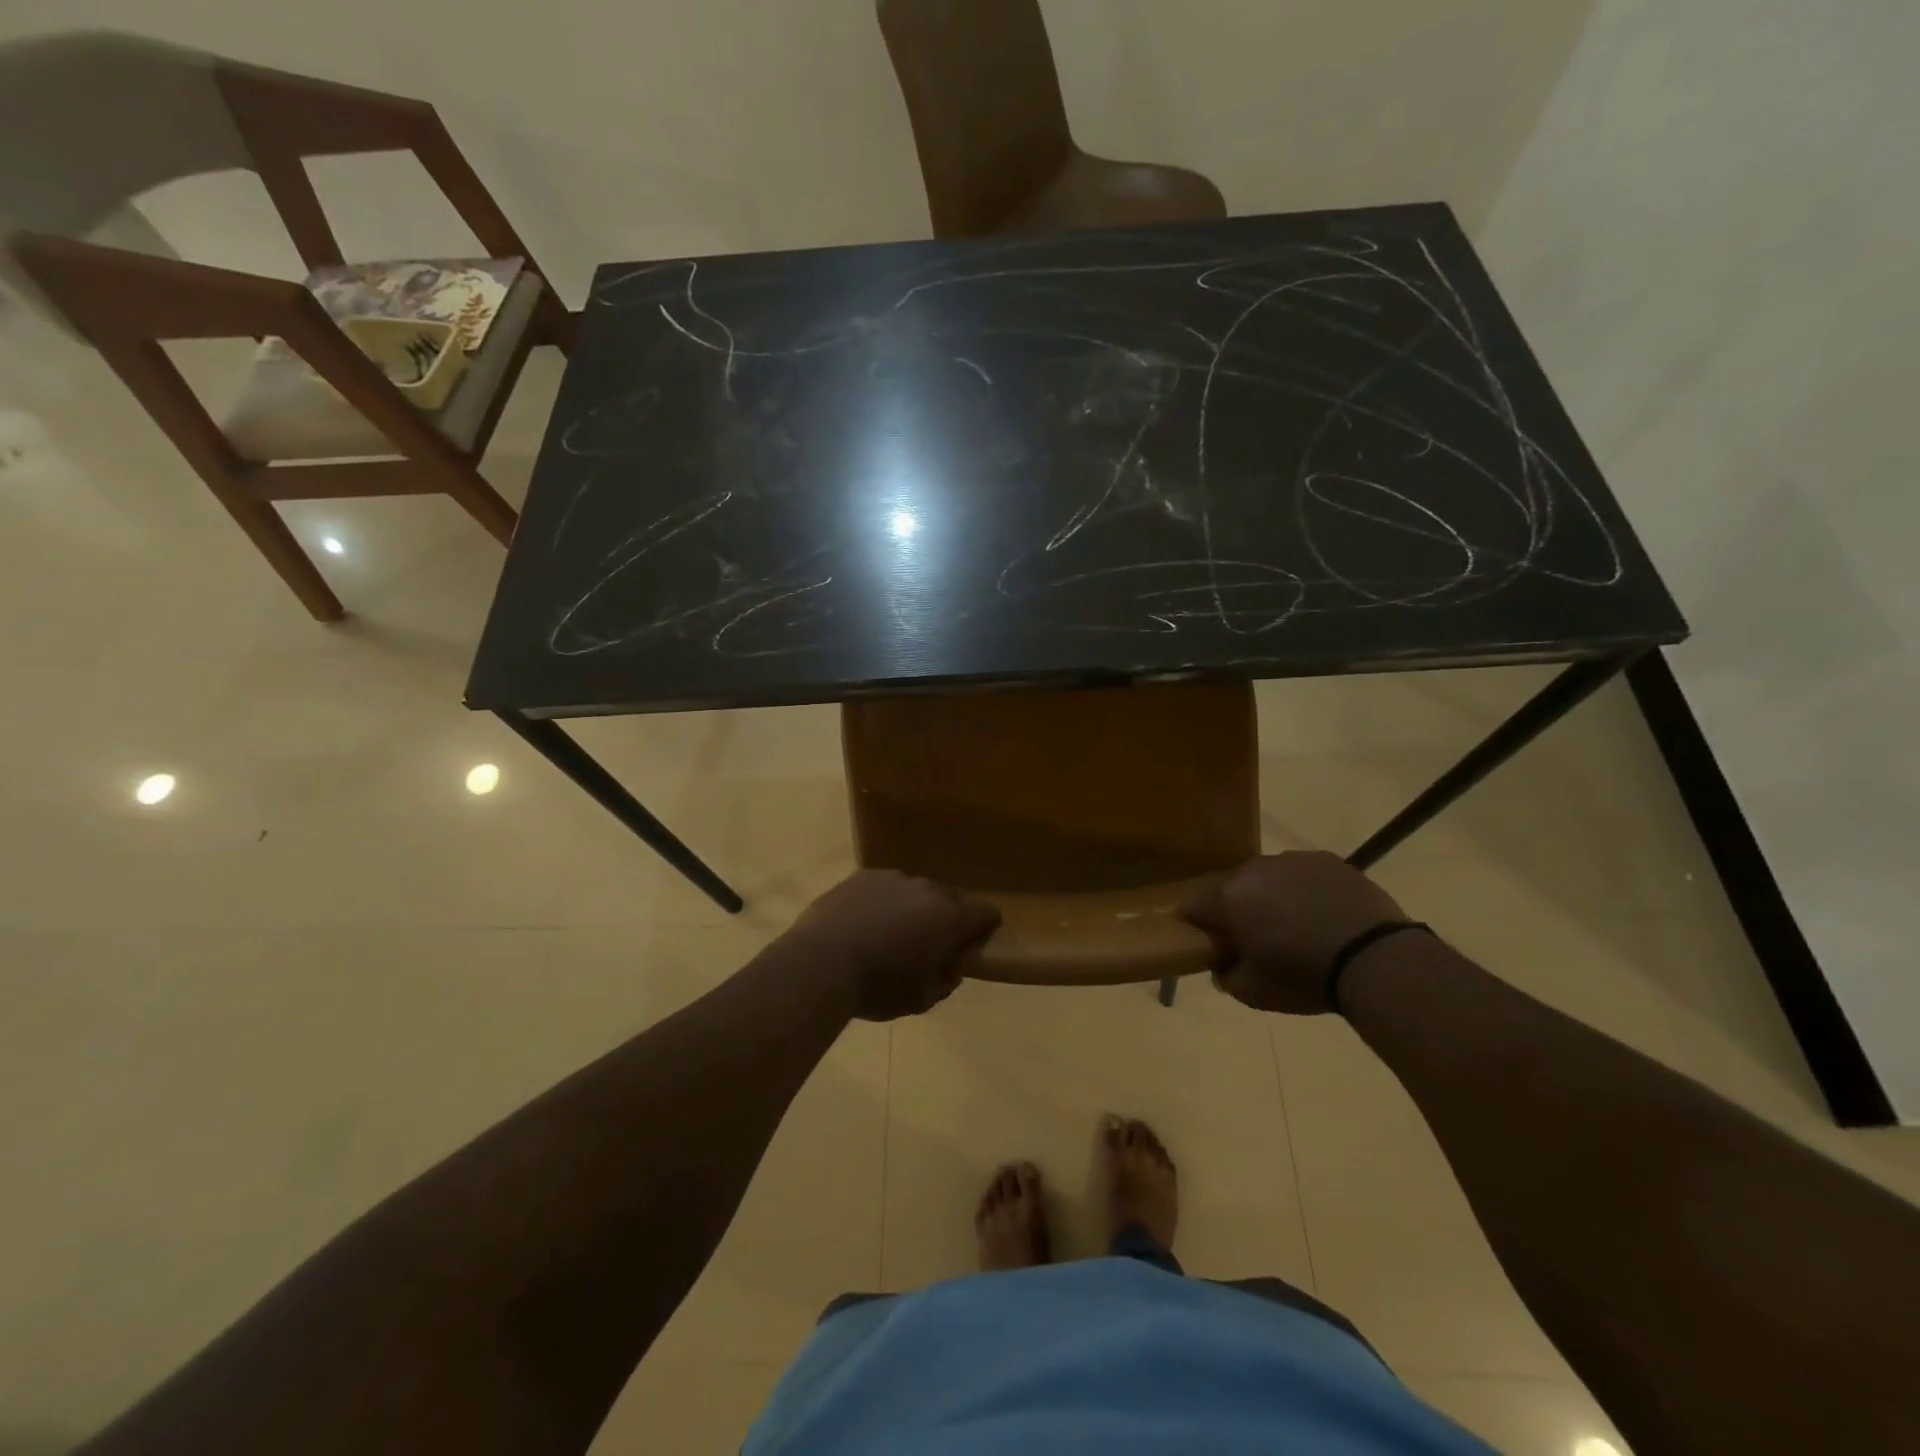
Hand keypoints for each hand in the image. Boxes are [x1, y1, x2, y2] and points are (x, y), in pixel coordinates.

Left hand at [785, 870, 1000, 1021]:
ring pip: (915, 891)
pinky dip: (883, 902)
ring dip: (914, 908)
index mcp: (950, 916)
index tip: (975, 942)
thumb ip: (945, 980)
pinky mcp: (861, 876)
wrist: (820, 964)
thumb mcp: (922, 999)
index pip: (986, 913)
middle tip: (933, 943)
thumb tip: (949, 969)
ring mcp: (892, 878)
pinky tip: (866, 924)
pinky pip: (884, 888)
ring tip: (894, 934)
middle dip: (948, 918)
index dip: (986, 927)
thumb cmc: (879, 986)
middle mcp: (926, 888)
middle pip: (950, 898)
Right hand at [1180, 852, 1408, 1013]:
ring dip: (1270, 897)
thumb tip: (1223, 964)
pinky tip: (1323, 915)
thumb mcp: (1254, 993)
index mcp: (1228, 897)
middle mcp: (1254, 869)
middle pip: (1231, 887)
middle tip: (1253, 937)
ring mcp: (1292, 860)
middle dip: (1235, 909)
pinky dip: (1304, 890)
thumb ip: (1227, 976)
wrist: (1376, 959)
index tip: (1207, 942)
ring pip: (1268, 877)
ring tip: (1295, 926)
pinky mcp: (1327, 859)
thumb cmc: (1305, 977)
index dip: (1194, 924)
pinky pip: (1302, 874)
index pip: (1192, 905)